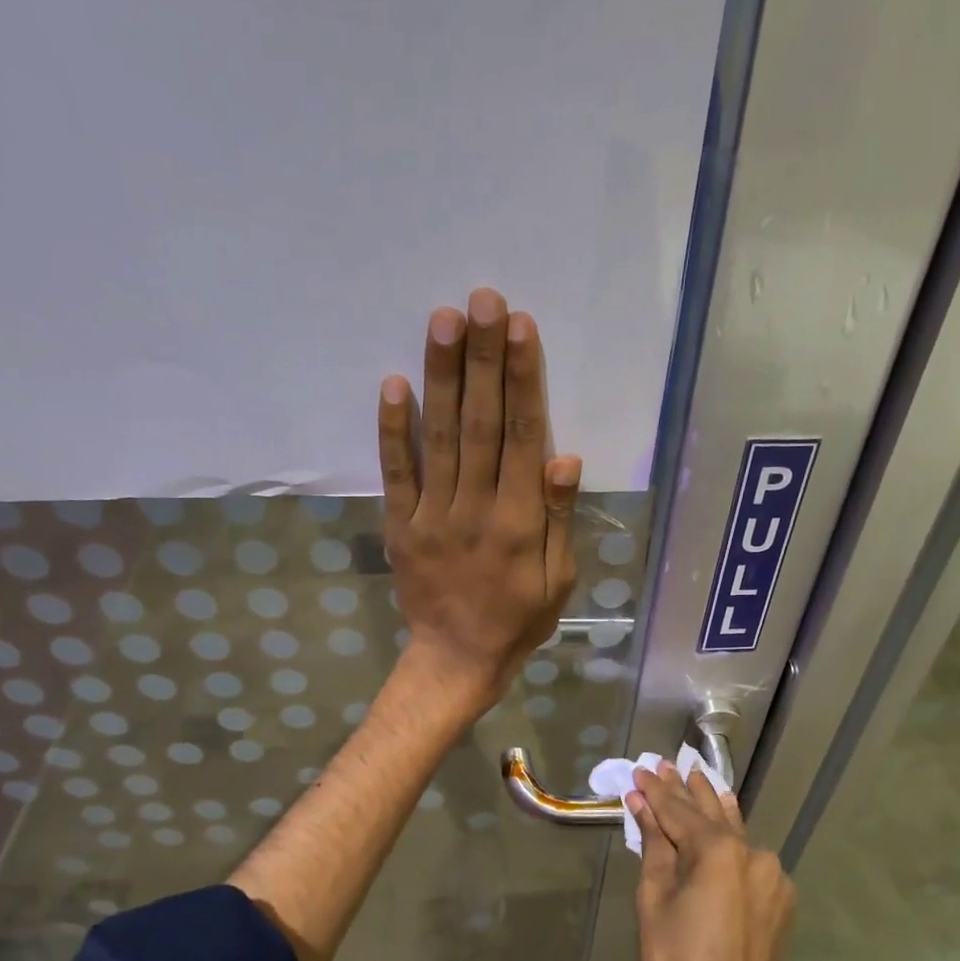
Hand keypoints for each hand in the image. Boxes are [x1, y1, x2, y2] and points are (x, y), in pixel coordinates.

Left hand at [378, 288, 581, 713]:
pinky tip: (394, 384)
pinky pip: (395, 473)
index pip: (524, 437)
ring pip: (439, 437)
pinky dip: (393, 430)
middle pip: (481, 423)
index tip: (520, 328)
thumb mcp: (558, 581)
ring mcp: (432, 515)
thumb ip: (560, 519)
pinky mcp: (400, 526)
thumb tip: (565, 458)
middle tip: (482, 300)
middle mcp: (476, 508)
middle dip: (483, 359)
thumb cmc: (518, 621)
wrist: (457, 660)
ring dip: (442, 377)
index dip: (523, 380)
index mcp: (520, 522)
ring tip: (444, 321)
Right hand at [628, 763, 796, 960]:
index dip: (657, 789)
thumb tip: (643, 803)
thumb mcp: (653, 899)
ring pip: (736, 832)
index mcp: (717, 850)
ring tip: (697, 779)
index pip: (679, 809)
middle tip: (667, 764)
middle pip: (712, 812)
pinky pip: (750, 858)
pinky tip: (721, 827)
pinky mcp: (781, 898)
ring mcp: (773, 875)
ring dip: (713, 808)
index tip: (642, 769)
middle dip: (686, 789)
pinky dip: (731, 841)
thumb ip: (653, 844)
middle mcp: (752, 852)